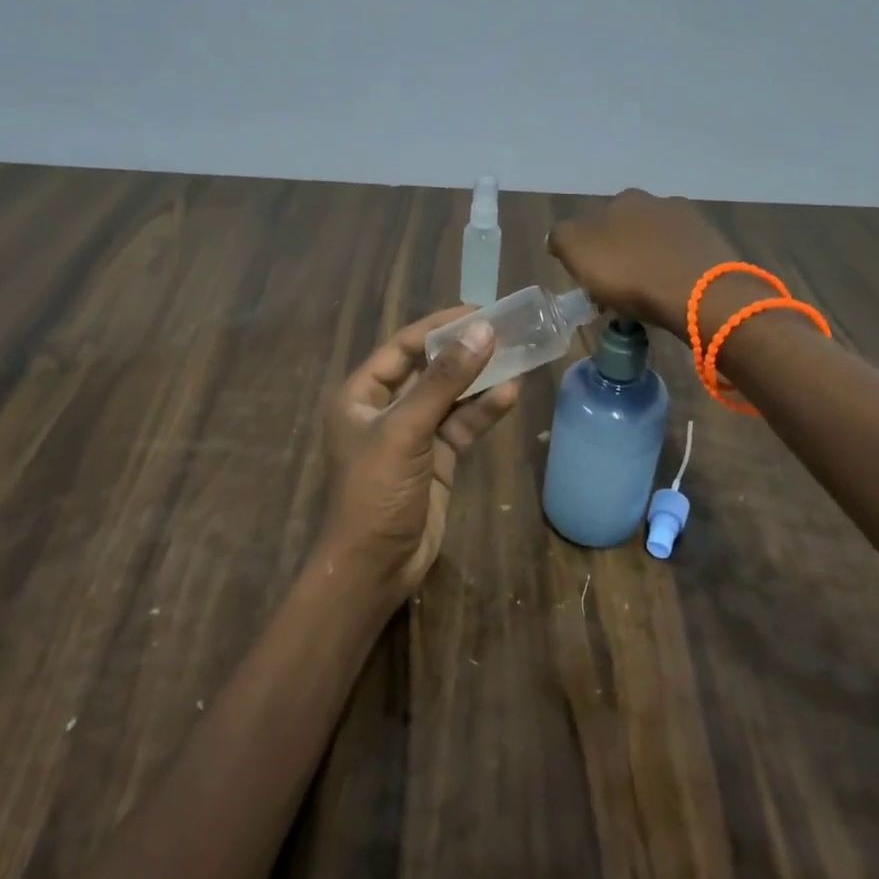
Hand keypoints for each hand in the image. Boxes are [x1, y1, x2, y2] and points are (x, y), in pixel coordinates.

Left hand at [318, 307, 522, 600]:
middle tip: (506, 330)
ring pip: (451, 397)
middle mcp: (386, 409)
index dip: (439, 326)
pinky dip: (484, 411)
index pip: (403, 347)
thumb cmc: (375, 491)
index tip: (479, 311)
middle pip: (430, 369)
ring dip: (481, 379)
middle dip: (465, 351)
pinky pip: (462, 426)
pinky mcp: (437, 459)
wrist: (375, 567)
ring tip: (518, 355)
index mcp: (361, 395)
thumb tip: (482, 331)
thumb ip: (444, 381)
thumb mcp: (406, 430)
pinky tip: (511, 394)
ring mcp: (414, 435)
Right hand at [547, 189, 740, 346]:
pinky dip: (675, 272)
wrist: (701, 293)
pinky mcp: (714, 244)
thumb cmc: (631, 274)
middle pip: (628, 230)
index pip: (595, 222)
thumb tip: (558, 236)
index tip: (591, 280)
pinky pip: (683, 258)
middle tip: (619, 289)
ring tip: (649, 295)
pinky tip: (674, 293)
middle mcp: (656, 201)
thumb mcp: (577, 253)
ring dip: (650, 262)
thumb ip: (561, 237)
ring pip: (658, 242)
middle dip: (622, 255)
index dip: (590, 252)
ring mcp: (690, 221)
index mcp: (621, 200)